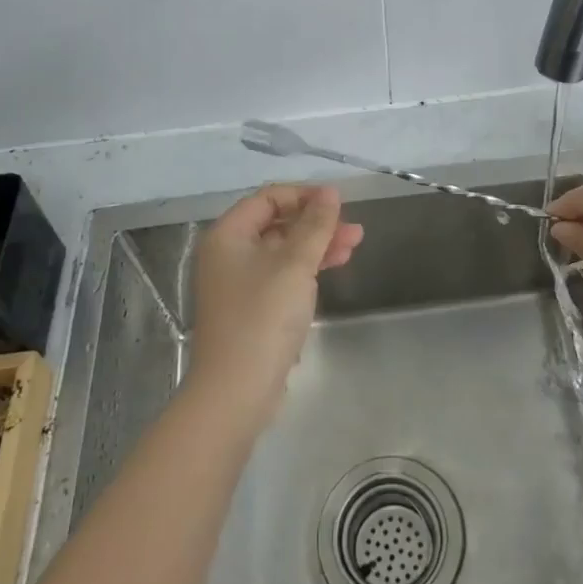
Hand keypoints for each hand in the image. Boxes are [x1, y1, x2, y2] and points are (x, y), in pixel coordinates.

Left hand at [187, 183, 362, 423]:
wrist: (236, 391)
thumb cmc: (263, 317)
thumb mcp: (295, 264)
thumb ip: (315, 225)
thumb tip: (330, 192)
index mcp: (228, 235)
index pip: (268, 198)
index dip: (304, 195)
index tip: (339, 203)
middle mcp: (228, 253)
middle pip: (277, 223)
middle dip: (316, 223)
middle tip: (354, 230)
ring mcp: (238, 283)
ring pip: (282, 250)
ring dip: (317, 245)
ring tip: (354, 246)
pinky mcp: (251, 308)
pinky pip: (281, 275)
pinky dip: (306, 268)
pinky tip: (333, 268)